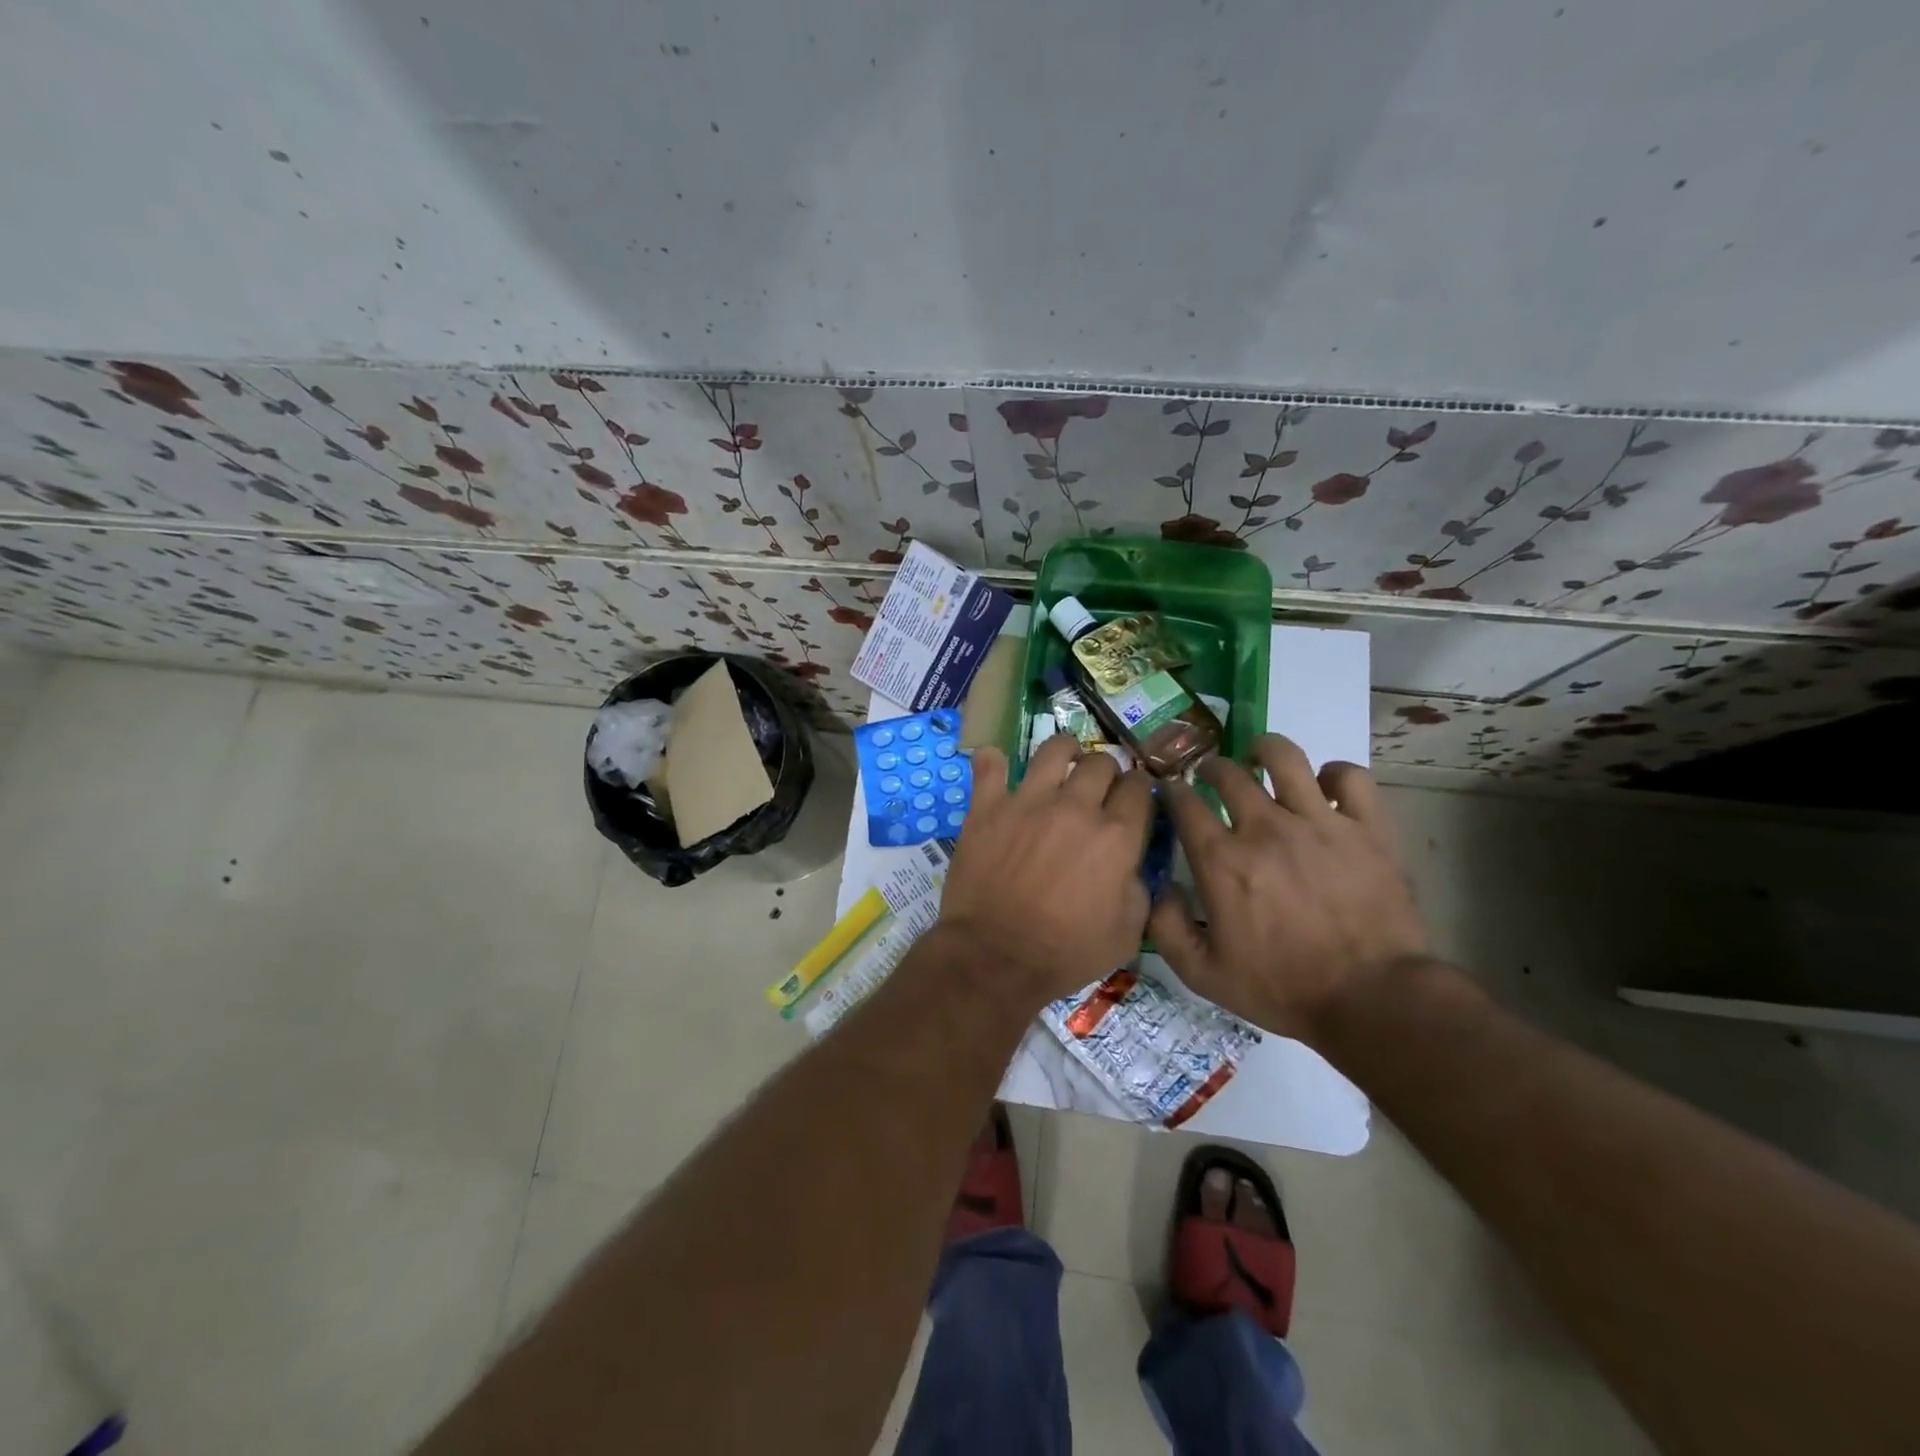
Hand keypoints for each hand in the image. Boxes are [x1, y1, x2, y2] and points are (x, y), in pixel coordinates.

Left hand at [939, 733, 1153, 1005]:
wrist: (996, 957)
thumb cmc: (1066, 953)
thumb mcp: (1127, 933)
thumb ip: (1138, 887)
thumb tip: (1129, 863)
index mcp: (1116, 836)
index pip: (1139, 788)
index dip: (1139, 789)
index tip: (1133, 796)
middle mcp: (1076, 807)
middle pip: (1100, 762)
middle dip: (1106, 771)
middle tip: (1098, 787)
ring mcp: (1028, 801)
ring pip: (1054, 749)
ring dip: (1064, 750)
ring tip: (1063, 759)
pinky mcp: (988, 807)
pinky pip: (990, 765)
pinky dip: (993, 761)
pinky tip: (996, 762)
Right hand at [1149, 734, 1427, 1041]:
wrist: (1372, 1001)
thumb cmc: (1282, 989)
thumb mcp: (1203, 975)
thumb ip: (1166, 927)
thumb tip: (1158, 886)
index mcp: (1222, 861)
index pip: (1184, 803)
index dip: (1172, 790)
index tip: (1171, 792)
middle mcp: (1265, 828)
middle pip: (1229, 772)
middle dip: (1211, 767)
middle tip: (1212, 776)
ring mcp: (1319, 822)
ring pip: (1286, 757)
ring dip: (1265, 750)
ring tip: (1261, 757)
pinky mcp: (1367, 827)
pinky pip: (1350, 777)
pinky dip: (1334, 774)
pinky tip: (1325, 787)